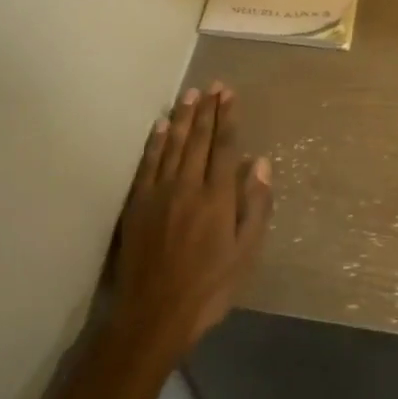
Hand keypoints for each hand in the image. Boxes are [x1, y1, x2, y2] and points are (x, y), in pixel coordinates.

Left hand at [112, 82, 272, 359]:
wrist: (155, 312)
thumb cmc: (209, 287)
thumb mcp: (246, 253)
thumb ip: (255, 206)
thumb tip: (259, 163)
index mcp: (217, 197)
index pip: (224, 147)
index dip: (228, 118)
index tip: (229, 94)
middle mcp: (188, 186)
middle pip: (198, 140)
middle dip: (207, 110)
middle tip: (212, 86)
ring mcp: (159, 192)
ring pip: (172, 145)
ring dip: (182, 118)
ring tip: (189, 95)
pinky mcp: (137, 203)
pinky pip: (148, 163)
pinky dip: (155, 142)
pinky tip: (159, 127)